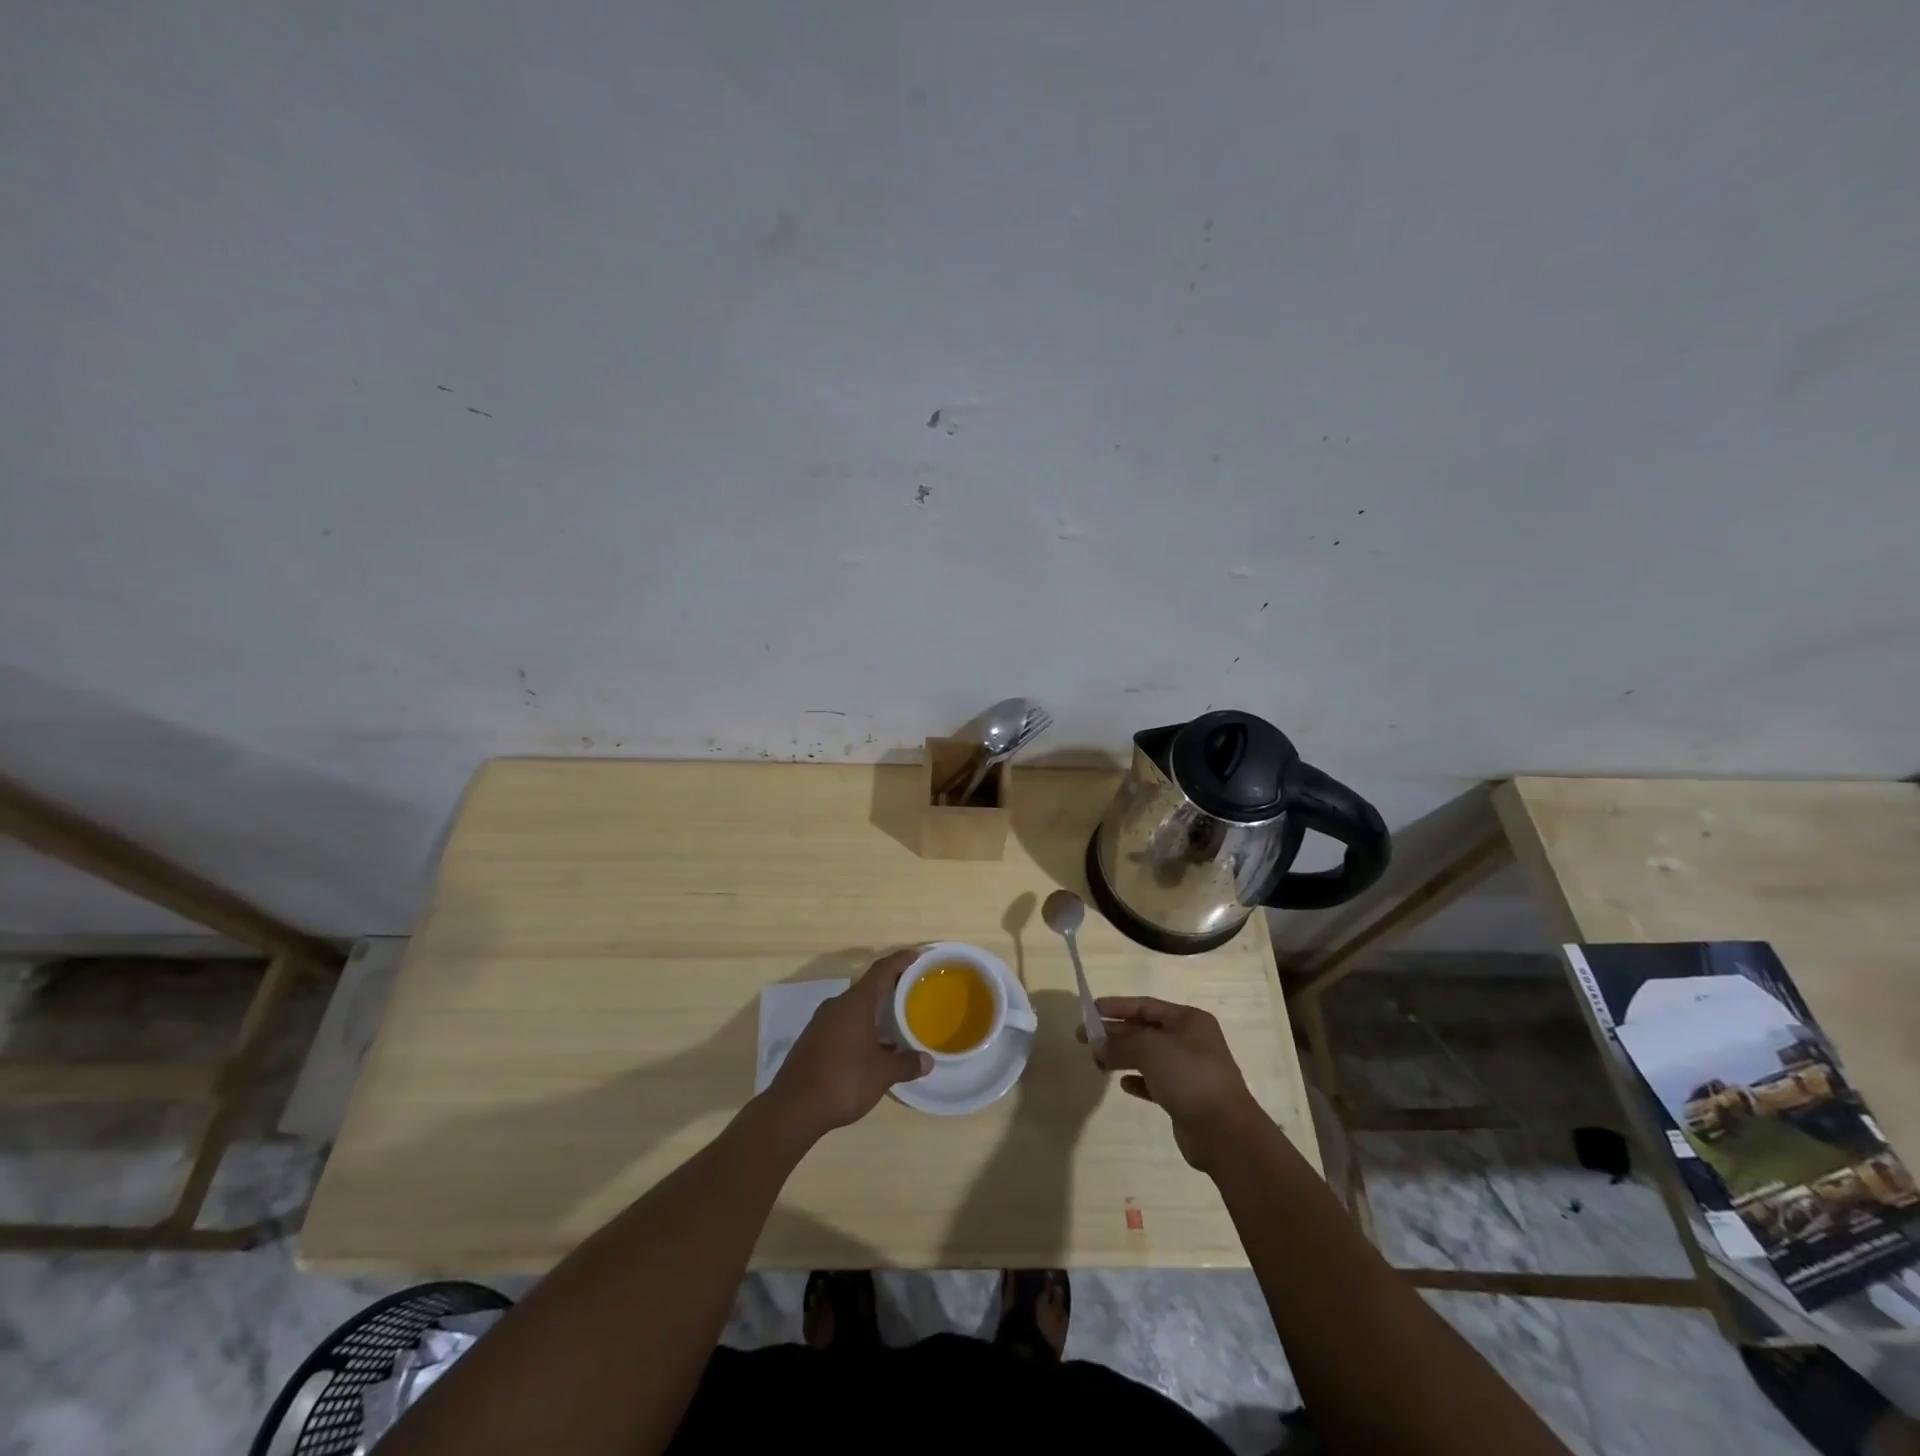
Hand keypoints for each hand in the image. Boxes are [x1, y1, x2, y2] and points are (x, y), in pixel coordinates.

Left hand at [765, 951, 931, 1138]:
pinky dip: (861, 1028)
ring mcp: (821, 1022)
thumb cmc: (843, 1081)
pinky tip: (873, 1049)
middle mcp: (837, 1005)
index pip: (881, 970)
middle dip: (890, 989)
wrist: (793, 1108)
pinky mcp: (813, 1040)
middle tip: (912, 993)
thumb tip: (927, 1061)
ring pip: (854, 1008)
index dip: (900, 961)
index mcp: (855, 1003)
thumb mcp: (882, 1075)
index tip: (917, 956)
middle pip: (868, 988)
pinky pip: (843, 1024)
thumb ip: (906, 1064)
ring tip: (897, 1024)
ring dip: (875, 1013)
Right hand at [1081, 996, 1264, 1172]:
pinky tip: (1124, 1085)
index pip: (1145, 1006)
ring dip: (1123, 1057)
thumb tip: (1096, 1045)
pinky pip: (1156, 1082)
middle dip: (1115, 1033)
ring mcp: (1189, 1070)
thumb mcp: (1150, 1050)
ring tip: (1097, 1062)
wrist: (1225, 1132)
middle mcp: (1191, 1041)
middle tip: (1084, 1039)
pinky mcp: (1186, 1098)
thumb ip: (1120, 1044)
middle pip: (1145, 1031)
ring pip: (1149, 1057)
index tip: (1090, 1010)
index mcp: (1188, 1020)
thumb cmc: (1189, 1076)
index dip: (1117, 1006)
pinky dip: (1139, 1081)